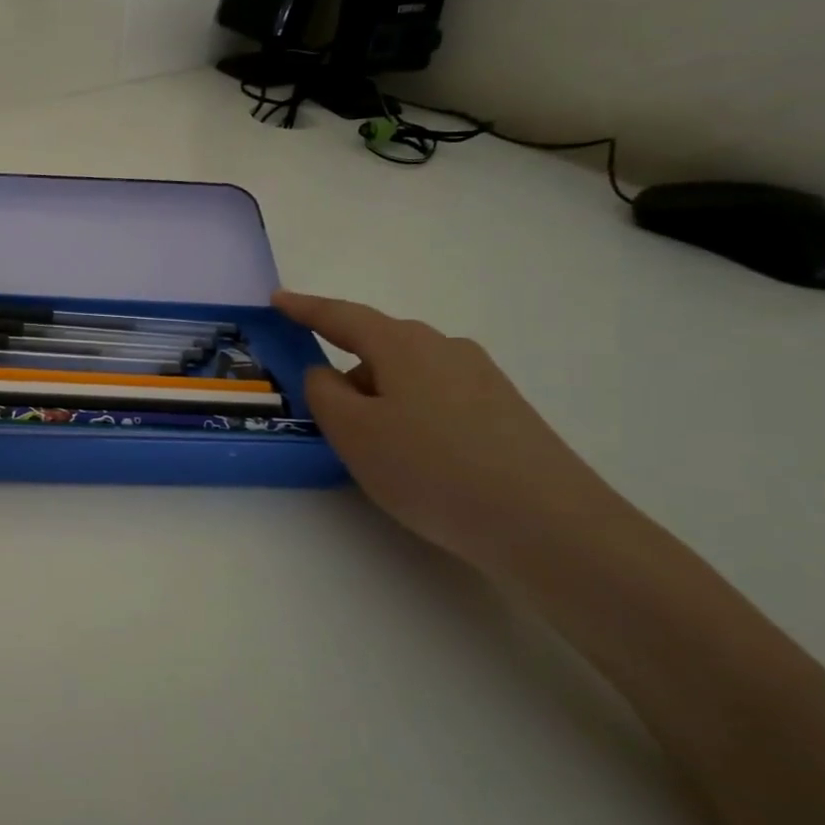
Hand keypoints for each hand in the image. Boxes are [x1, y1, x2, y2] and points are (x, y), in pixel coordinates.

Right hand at [276, 291, 635, 573]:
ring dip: (380, 399)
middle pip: (379, 347)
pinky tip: (417, 458)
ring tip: (374, 450)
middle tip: (325, 413)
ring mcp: (482, 378)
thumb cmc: (430, 468)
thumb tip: (327, 374)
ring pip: (409, 376)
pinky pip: (437, 399)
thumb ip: (323, 392)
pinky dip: (411, 416)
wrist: (547, 524)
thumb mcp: (352, 432)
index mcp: (402, 345)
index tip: (277, 300)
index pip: (341, 317)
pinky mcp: (505, 411)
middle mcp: (445, 348)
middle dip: (346, 370)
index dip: (305, 308)